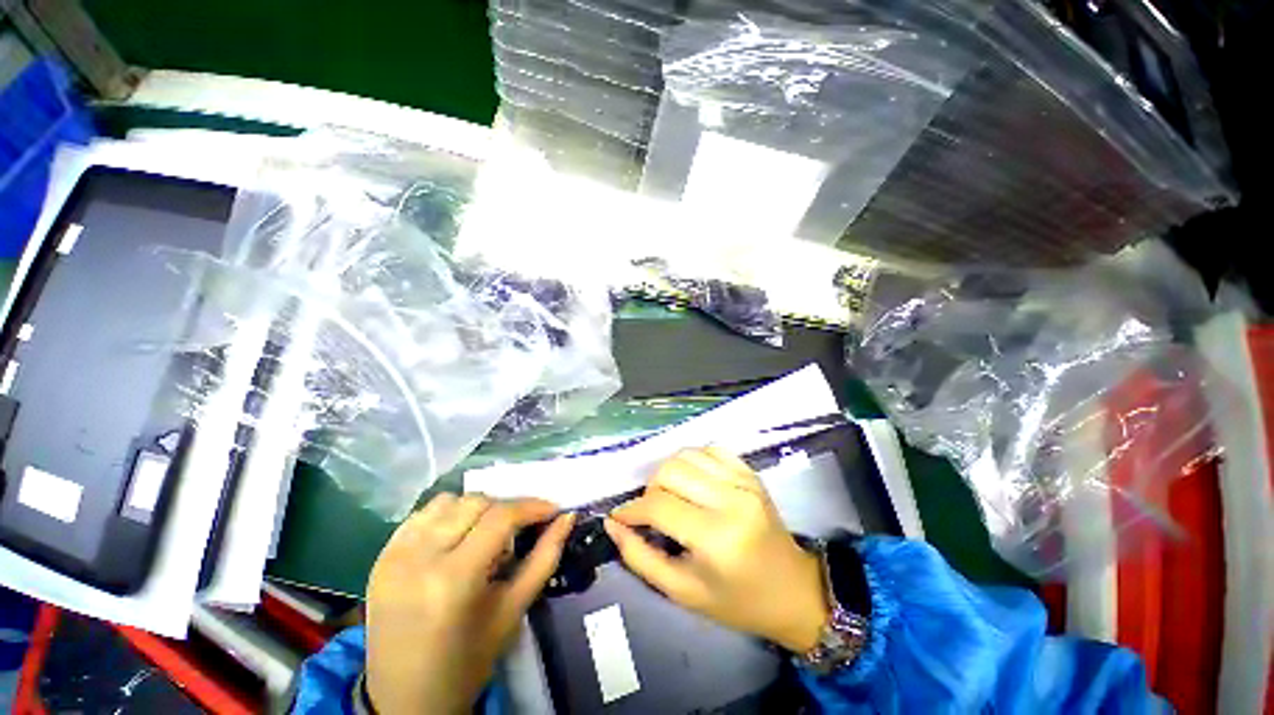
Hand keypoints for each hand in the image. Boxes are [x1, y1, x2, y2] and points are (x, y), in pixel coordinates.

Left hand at [365, 494, 573, 714]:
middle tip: (519, 530)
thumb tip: (567, 517)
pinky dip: (448, 514)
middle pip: (476, 503)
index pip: (501, 517)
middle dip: (506, 508)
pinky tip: (457, 536)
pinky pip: (422, 514)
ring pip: (449, 501)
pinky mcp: (381, 556)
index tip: (552, 509)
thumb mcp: (513, 610)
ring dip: (477, 508)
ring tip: (486, 534)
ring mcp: (394, 555)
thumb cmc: (467, 662)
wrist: (405, 700)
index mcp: (453, 580)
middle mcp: (419, 558)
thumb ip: (545, 558)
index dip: (532, 506)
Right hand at [605, 448, 829, 652]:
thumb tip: (612, 524)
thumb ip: (640, 558)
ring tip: (670, 495)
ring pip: (686, 454)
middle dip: (650, 489)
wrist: (792, 590)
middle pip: (670, 471)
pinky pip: (710, 450)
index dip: (632, 509)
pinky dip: (692, 460)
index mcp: (716, 537)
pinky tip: (692, 480)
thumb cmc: (737, 601)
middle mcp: (731, 499)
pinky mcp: (750, 473)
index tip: (620, 517)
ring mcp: (744, 481)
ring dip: (668, 472)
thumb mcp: (683, 592)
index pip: (659, 505)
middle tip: (650, 511)